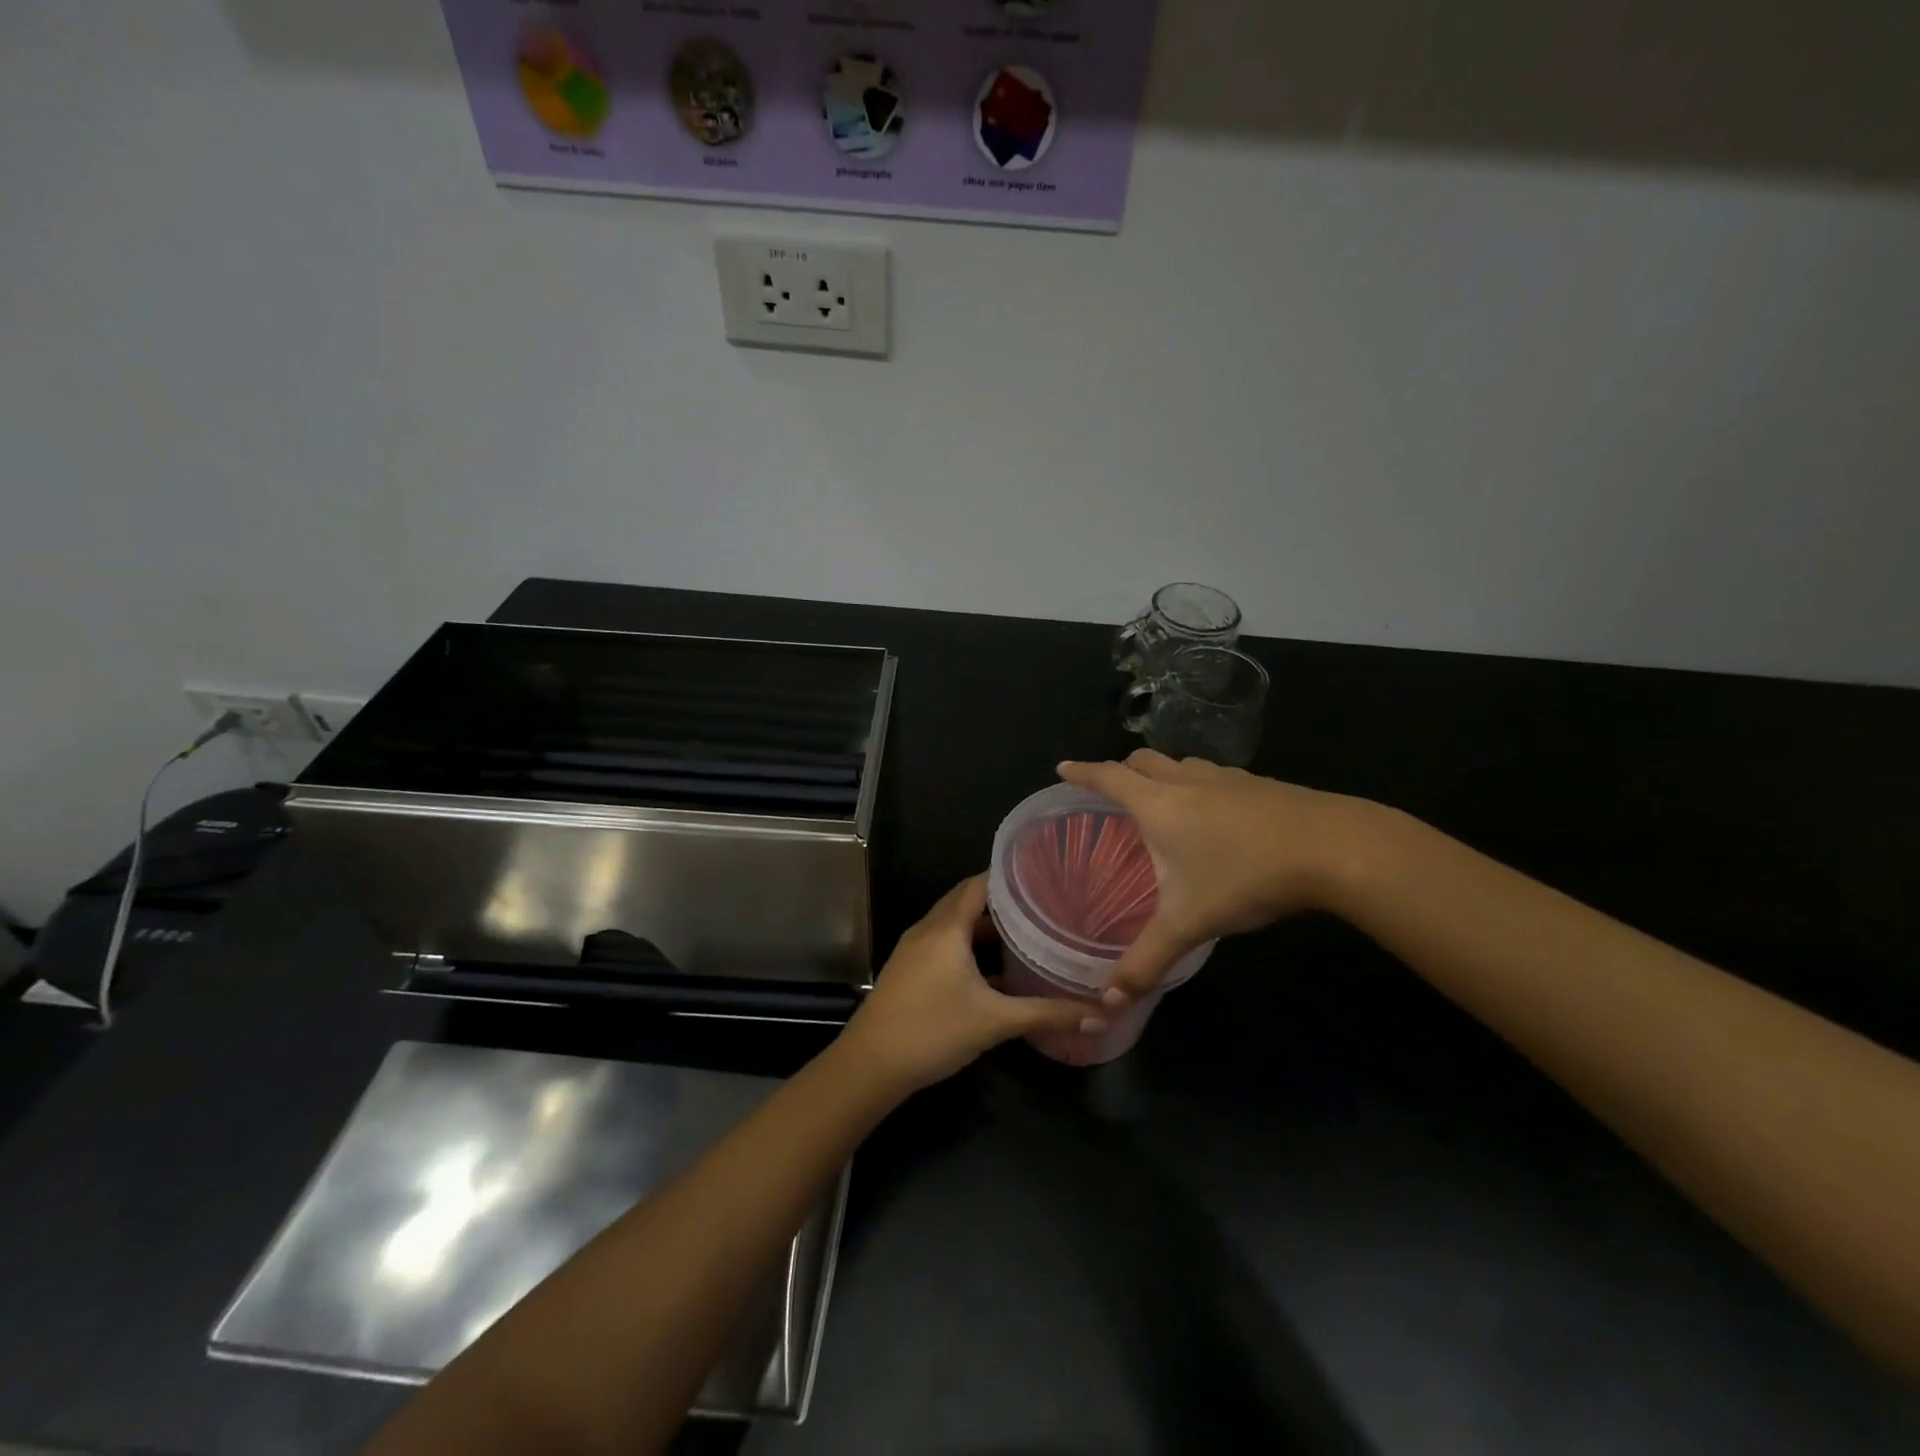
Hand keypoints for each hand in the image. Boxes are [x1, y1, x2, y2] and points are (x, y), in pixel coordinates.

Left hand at [841, 875, 1107, 1093]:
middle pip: (968, 900)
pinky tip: (997, 971)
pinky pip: (946, 943)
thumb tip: (1100, 1014)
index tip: (1045, 876)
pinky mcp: (910, 969)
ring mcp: (915, 949)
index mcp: (947, 927)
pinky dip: (970, 946)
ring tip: (1028, 932)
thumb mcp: (995, 1022)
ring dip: (987, 926)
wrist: (870, 1066)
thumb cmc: (932, 1031)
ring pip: (956, 924)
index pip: (980, 883)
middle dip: (1004, 901)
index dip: (1011, 876)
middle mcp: (929, 928)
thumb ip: (1047, 1014)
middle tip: (1044, 903)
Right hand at [1057, 751, 1374, 1000]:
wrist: (1331, 848)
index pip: (1108, 777)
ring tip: (1159, 799)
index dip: (1082, 772)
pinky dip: (1197, 784)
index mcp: (1158, 804)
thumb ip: (1146, 960)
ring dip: (1161, 773)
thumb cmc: (1245, 876)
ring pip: (1180, 764)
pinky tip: (1213, 813)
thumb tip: (1106, 1000)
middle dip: (1120, 769)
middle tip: (1110, 790)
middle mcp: (1186, 781)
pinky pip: (1213, 775)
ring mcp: (1226, 778)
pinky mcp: (1258, 784)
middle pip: (1142, 760)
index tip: (1062, 768)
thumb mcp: (1190, 923)